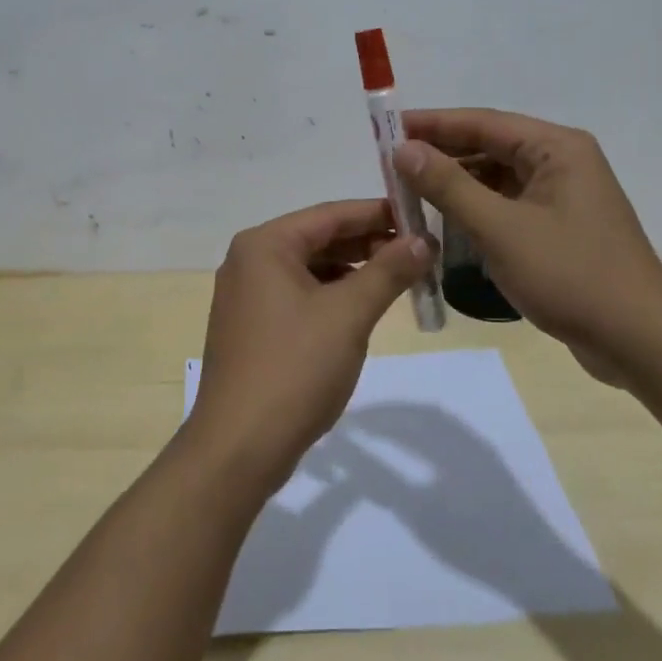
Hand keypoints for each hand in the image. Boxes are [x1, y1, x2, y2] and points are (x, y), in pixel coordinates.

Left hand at [185, 199, 430, 494]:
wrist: (238, 447)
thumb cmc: (294, 369)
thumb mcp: (348, 315)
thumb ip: (388, 271)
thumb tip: (423, 241)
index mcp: (264, 245)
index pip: (330, 214)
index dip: (378, 213)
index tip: (420, 217)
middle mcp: (249, 261)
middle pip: (319, 239)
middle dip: (368, 244)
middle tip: (418, 251)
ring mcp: (246, 295)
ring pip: (310, 269)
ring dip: (353, 271)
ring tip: (399, 277)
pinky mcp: (251, 326)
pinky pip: (298, 295)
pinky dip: (332, 295)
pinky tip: (362, 307)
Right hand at [395, 109, 661, 384]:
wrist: (640, 341)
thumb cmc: (570, 275)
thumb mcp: (500, 228)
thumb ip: (449, 186)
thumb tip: (404, 149)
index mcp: (556, 148)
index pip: (483, 123)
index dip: (433, 125)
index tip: (387, 131)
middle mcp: (562, 162)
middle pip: (490, 147)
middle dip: (441, 156)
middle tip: (392, 167)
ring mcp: (564, 196)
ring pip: (497, 179)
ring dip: (457, 186)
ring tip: (411, 194)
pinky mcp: (561, 227)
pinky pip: (509, 205)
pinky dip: (477, 211)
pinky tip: (447, 223)